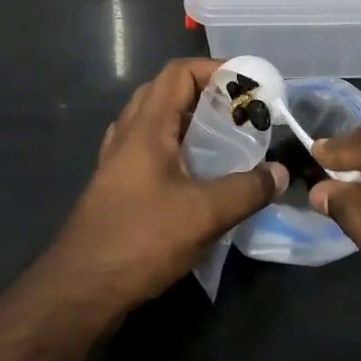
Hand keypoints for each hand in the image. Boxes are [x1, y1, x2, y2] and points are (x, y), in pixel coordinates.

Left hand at [48, 58, 284, 316]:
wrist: (79, 291)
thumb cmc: (140, 240)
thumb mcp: (204, 214)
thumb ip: (248, 190)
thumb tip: (281, 172)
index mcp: (146, 127)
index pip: (178, 73)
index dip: (215, 69)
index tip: (249, 84)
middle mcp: (127, 134)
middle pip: (165, 91)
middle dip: (205, 92)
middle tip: (239, 111)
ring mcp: (117, 161)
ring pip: (154, 121)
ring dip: (188, 120)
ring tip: (222, 138)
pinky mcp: (116, 187)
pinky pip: (148, 149)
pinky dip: (175, 147)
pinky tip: (195, 173)